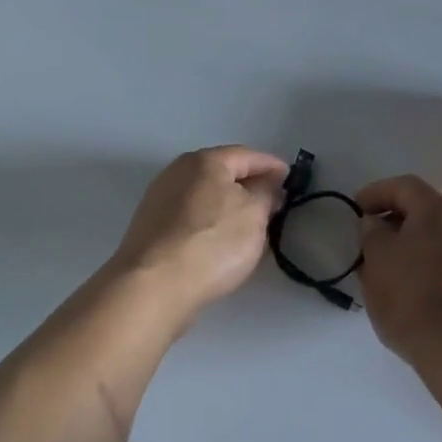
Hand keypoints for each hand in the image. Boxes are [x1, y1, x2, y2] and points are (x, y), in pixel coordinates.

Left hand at [110, 146, 286, 325]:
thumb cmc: (212, 243)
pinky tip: (218, 238)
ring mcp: (159, 199)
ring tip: (248, 222)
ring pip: (203, 194)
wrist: (153, 285)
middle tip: (272, 200)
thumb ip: (266, 194)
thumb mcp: (254, 215)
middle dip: (248, 183)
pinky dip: (208, 220)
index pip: (247, 155)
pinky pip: (189, 216)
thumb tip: (267, 185)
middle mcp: (177, 171)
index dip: (272, 165)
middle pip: (221, 171)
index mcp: (205, 160)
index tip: (291, 178)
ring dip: (226, 203)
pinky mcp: (150, 227)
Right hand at [356, 174, 441, 366]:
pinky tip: (420, 289)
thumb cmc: (414, 297)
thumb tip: (377, 224)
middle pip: (428, 210)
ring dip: (418, 244)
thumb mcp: (377, 260)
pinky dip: (435, 265)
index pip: (404, 186)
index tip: (355, 210)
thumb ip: (371, 233)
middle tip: (373, 239)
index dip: (375, 193)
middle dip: (398, 219)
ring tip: (394, 268)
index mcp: (440, 208)